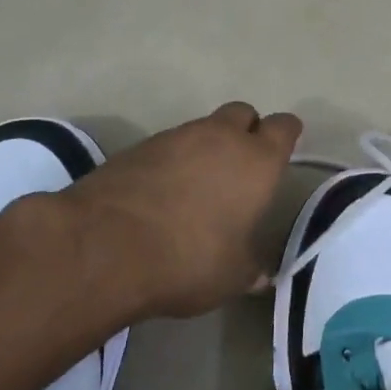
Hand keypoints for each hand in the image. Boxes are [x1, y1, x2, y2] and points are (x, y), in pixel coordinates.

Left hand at [65, 102, 301, 319]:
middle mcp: (220, 137)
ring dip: (208, 147)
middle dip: (247, 131)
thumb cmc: (188, 259)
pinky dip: (173, 160)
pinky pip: (168, 145)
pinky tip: (164, 192)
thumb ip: (251, 269)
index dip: (286, 136)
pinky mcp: (137, 147)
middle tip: (242, 167)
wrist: (104, 247)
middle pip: (243, 113)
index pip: (284, 127)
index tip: (284, 150)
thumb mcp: (232, 276)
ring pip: (203, 128)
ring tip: (200, 185)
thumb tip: (261, 275)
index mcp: (257, 161)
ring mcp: (175, 137)